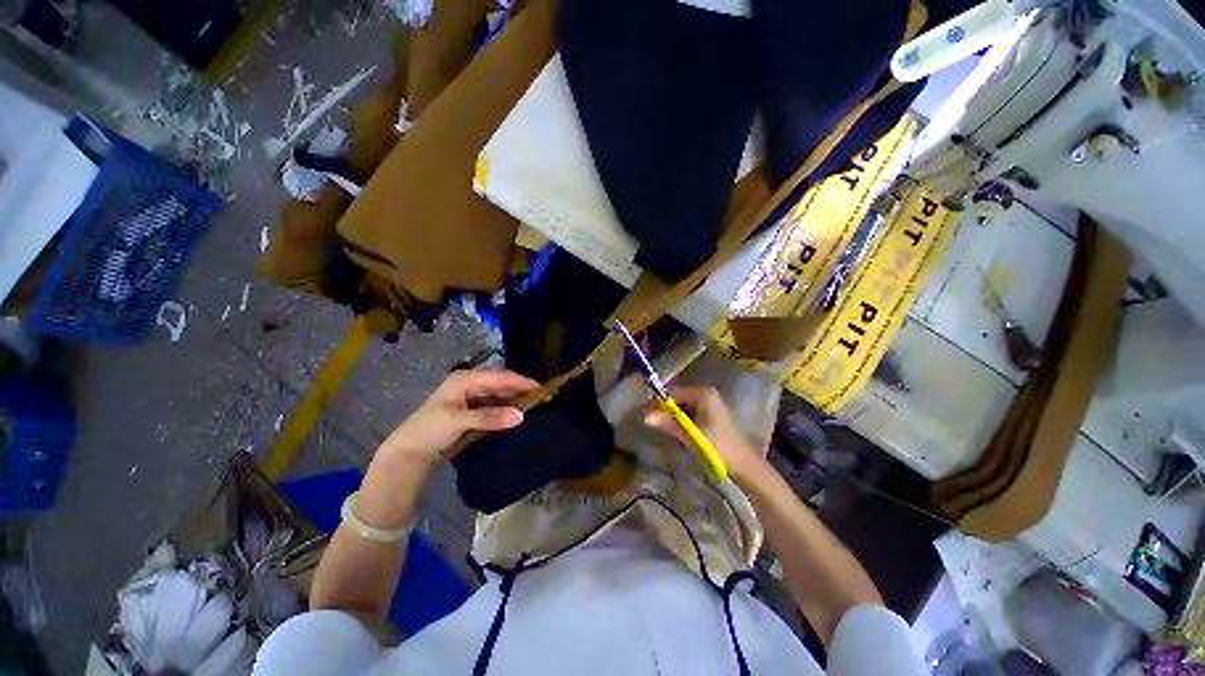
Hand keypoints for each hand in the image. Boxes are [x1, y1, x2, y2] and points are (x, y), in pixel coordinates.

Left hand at [380, 369, 539, 465]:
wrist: (408, 452)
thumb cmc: (430, 430)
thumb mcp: (459, 421)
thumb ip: (490, 417)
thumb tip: (521, 415)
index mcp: (466, 379)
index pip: (500, 377)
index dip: (521, 381)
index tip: (541, 389)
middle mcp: (471, 383)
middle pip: (501, 383)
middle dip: (520, 390)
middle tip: (541, 399)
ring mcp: (471, 396)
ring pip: (499, 394)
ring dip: (514, 400)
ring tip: (534, 407)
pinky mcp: (472, 409)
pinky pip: (494, 405)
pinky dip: (506, 409)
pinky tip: (516, 415)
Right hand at [643, 386, 771, 485]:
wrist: (745, 466)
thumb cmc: (719, 447)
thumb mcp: (692, 435)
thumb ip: (669, 423)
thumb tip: (644, 416)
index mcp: (703, 393)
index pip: (672, 392)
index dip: (657, 402)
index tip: (643, 414)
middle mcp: (705, 393)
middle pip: (676, 397)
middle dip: (664, 410)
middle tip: (651, 422)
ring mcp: (708, 403)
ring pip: (681, 406)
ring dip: (671, 416)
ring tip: (661, 428)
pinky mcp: (709, 413)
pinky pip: (688, 412)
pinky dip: (680, 421)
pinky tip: (676, 431)